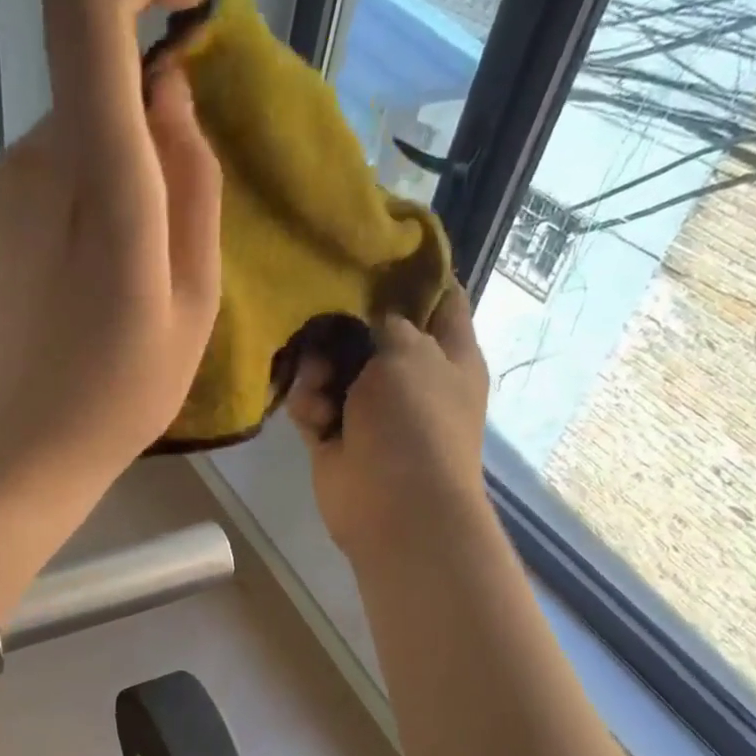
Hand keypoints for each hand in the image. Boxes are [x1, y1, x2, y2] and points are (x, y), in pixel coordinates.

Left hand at [0, 0, 221, 496]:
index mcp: (99, 181)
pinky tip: (84, 280)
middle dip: (148, 123)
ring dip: (116, 175)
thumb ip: (193, 184)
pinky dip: (81, 199)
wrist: (17, 451)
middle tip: (170, 226)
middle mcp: (34, 161)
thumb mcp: (194, 304)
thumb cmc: (119, 395)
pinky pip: (47, 173)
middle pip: (96, 78)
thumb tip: (168, 90)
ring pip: (75, 133)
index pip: (88, 1)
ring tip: (124, 274)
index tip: (187, 1)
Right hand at [286, 294, 490, 561]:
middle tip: (324, 316)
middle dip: (344, 322)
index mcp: (448, 353)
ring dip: (319, 368)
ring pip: (333, 366)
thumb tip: (363, 320)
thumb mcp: (409, 353)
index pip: (440, 299)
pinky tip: (312, 414)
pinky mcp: (335, 435)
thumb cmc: (416, 422)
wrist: (395, 505)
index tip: (376, 250)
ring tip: (318, 382)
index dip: (414, 274)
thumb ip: (385, 323)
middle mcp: (411, 377)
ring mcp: (370, 408)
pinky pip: (312, 402)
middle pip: (372, 331)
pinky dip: (307, 403)